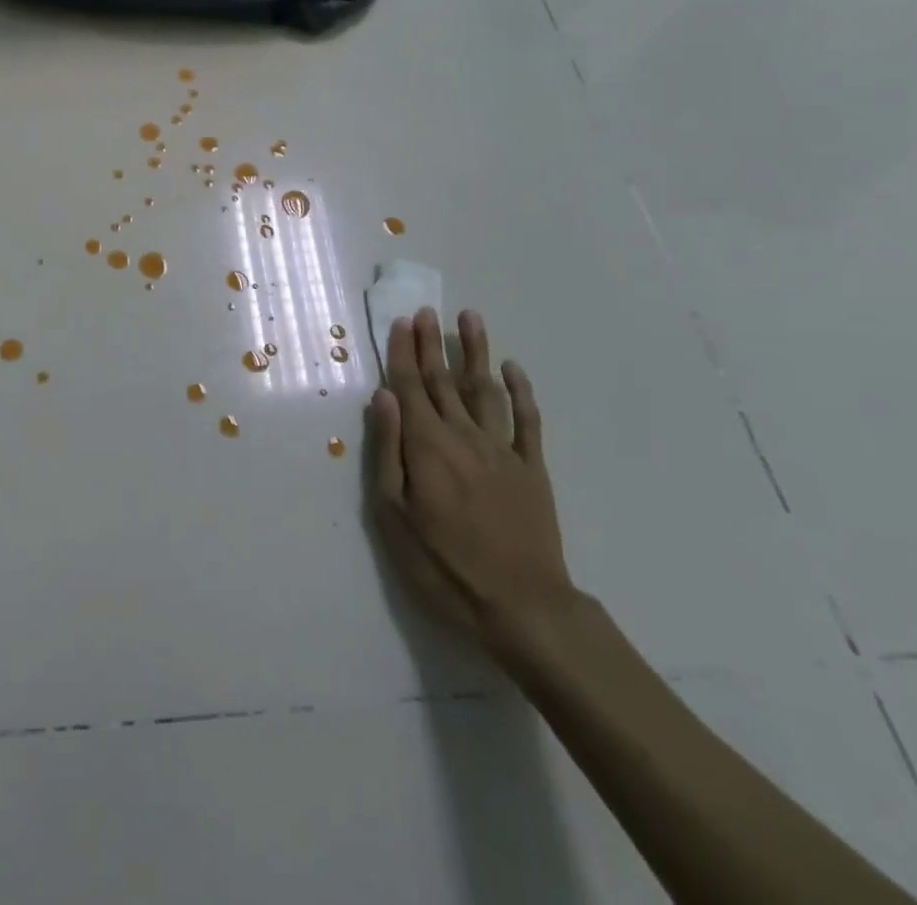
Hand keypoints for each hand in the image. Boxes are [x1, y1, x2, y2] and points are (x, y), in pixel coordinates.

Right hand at [366, 308, 574, 649]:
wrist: (522, 606)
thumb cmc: (443, 564)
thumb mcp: (394, 514)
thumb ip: (388, 451)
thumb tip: (383, 397)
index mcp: (427, 446)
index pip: (411, 387)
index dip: (404, 353)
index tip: (401, 321)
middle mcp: (464, 436)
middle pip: (443, 380)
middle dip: (432, 343)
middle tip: (426, 310)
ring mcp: (502, 450)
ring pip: (485, 389)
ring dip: (476, 353)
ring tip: (470, 319)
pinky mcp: (532, 468)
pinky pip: (527, 421)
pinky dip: (521, 392)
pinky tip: (513, 369)